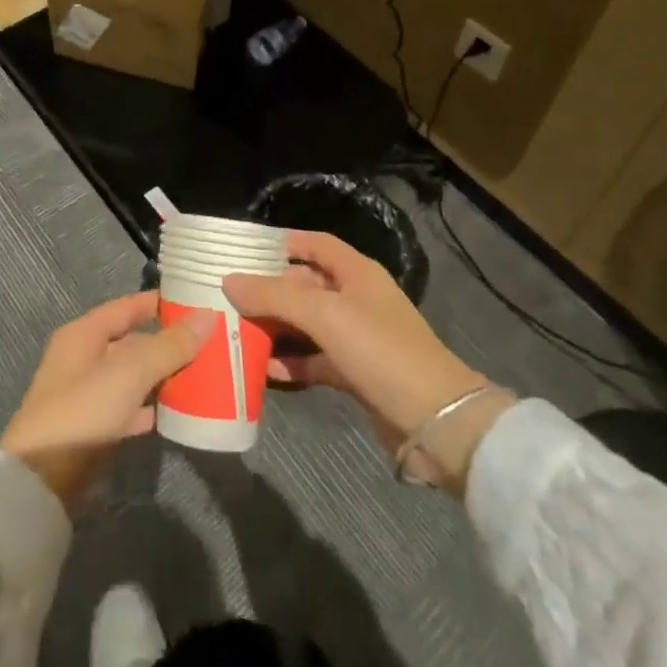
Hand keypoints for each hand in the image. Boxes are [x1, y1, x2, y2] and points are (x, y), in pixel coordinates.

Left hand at [0, 292, 211, 510]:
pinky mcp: (93, 431)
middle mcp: (84, 359)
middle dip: (169, 343)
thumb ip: (169, 345)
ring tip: (204, 375)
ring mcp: (87, 397)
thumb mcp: (129, 372)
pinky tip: (179, 413)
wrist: (41, 485)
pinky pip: (131, 409)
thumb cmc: (83, 412)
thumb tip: (208, 315)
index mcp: (84, 334)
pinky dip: (153, 408)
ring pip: (134, 377)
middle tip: (212, 342)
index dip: (161, 302)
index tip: (199, 302)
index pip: (129, 306)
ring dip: (164, 376)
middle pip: (133, 342)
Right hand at [223, 232, 515, 495]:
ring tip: (237, 332)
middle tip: (230, 297)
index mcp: (356, 273)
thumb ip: (275, 296)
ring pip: (308, 324)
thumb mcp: (325, 316)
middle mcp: (356, 299)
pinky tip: (264, 371)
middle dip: (271, 290)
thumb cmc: (381, 351)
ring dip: (277, 328)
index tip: (245, 251)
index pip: (315, 244)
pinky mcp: (356, 373)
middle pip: (306, 285)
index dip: (282, 243)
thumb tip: (230, 280)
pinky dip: (292, 363)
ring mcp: (357, 338)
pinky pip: (315, 360)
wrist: (437, 423)